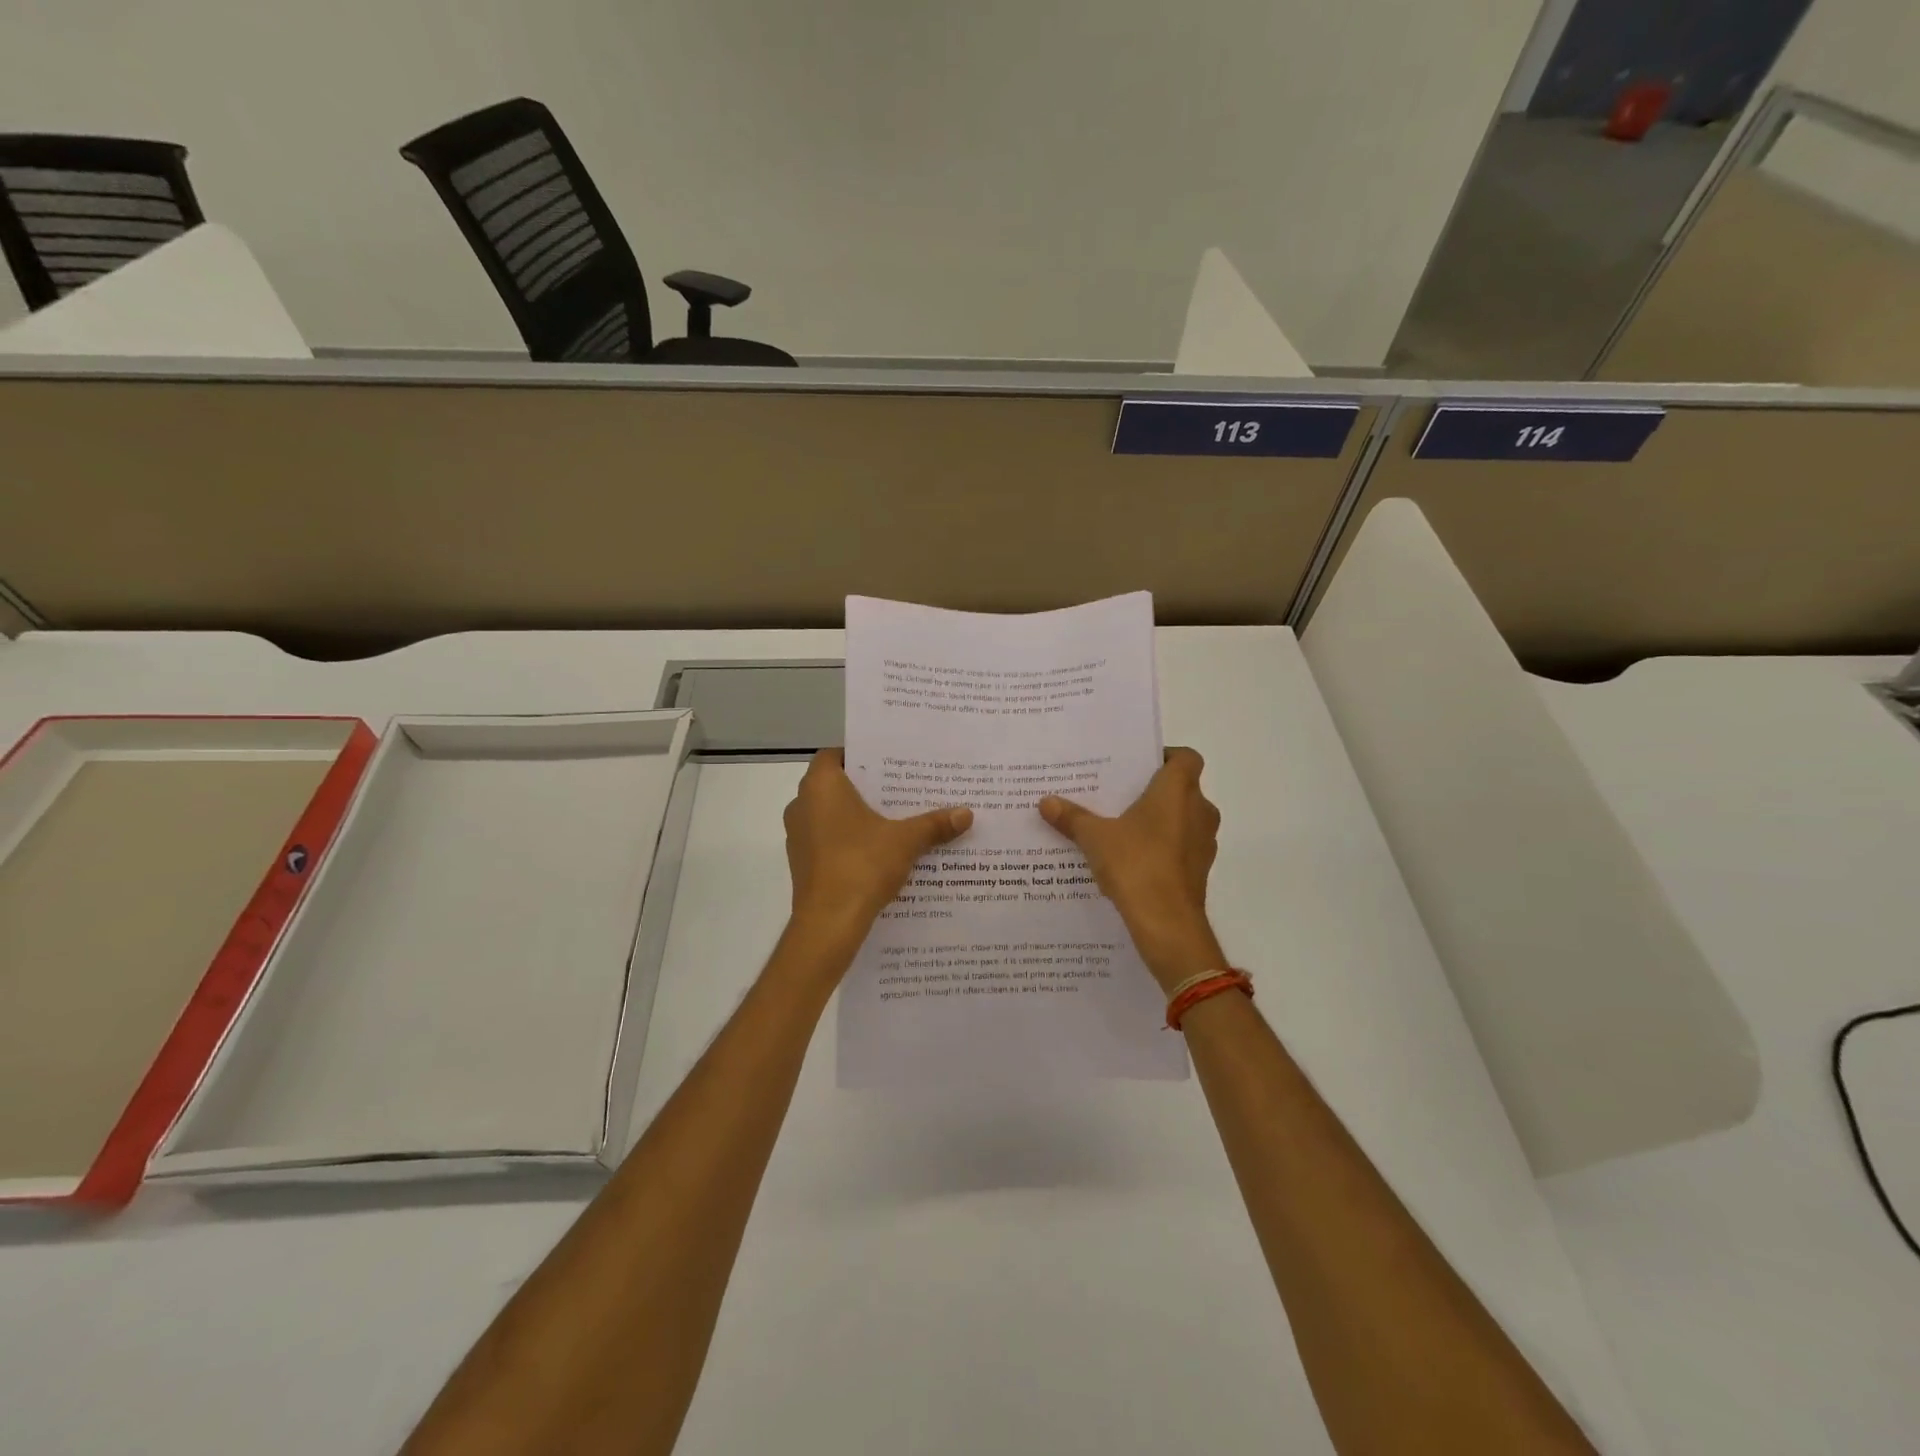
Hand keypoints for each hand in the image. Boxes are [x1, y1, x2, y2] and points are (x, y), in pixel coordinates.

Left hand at [784, 749, 972, 949]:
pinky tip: (877, 851)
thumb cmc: (862, 865)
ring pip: (830, 815)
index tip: (888, 765)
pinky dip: (848, 840)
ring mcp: (797, 836)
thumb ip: (934, 824)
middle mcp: (802, 804)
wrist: (829, 923)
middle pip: (835, 786)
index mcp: (821, 786)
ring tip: (894, 820)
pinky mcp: (801, 863)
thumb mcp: (906, 841)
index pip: (835, 755)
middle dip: (866, 789)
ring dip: (856, 817)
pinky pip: (826, 840)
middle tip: (900, 790)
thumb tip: (966, 814)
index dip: (860, 757)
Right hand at [1039, 747, 1223, 992]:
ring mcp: (1204, 842)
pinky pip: (1182, 846)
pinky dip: (1163, 846)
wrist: (1167, 923)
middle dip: (1154, 790)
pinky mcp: (1200, 869)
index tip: (1137, 766)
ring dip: (1160, 820)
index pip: (1185, 757)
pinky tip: (1133, 858)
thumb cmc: (1136, 864)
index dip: (1165, 756)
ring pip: (1183, 818)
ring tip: (1122, 826)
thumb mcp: (1095, 838)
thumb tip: (1045, 801)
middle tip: (1119, 794)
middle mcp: (1199, 810)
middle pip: (1182, 788)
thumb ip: (1072, 817)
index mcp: (1178, 790)